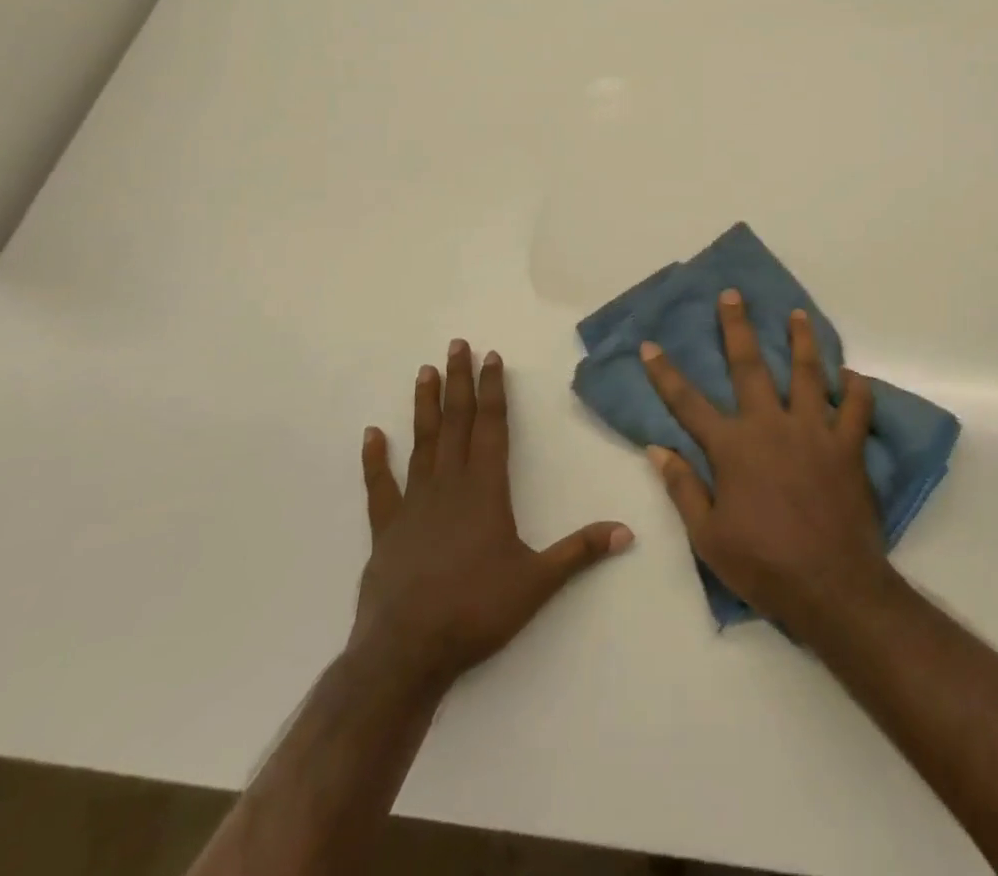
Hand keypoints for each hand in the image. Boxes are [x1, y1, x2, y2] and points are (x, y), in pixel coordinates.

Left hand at [353, 340, 632, 693]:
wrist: (407, 653)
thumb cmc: (476, 611)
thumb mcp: (538, 582)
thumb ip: (580, 551)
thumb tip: (627, 531)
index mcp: (486, 490)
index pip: (491, 427)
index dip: (493, 390)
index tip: (491, 357)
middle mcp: (449, 485)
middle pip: (456, 422)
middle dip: (459, 382)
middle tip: (456, 345)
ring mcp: (414, 504)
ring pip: (422, 443)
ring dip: (424, 406)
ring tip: (425, 371)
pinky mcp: (386, 529)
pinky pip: (380, 486)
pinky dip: (375, 459)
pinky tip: (371, 434)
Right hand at [640, 290, 892, 637]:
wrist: (832, 587)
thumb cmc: (763, 565)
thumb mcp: (708, 537)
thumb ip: (683, 488)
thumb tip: (657, 449)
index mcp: (733, 448)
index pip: (688, 403)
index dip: (665, 373)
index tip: (650, 345)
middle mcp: (771, 426)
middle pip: (749, 366)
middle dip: (737, 328)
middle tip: (732, 295)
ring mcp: (813, 431)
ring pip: (808, 372)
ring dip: (802, 339)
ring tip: (798, 314)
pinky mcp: (848, 445)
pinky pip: (856, 407)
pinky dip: (856, 388)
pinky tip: (852, 375)